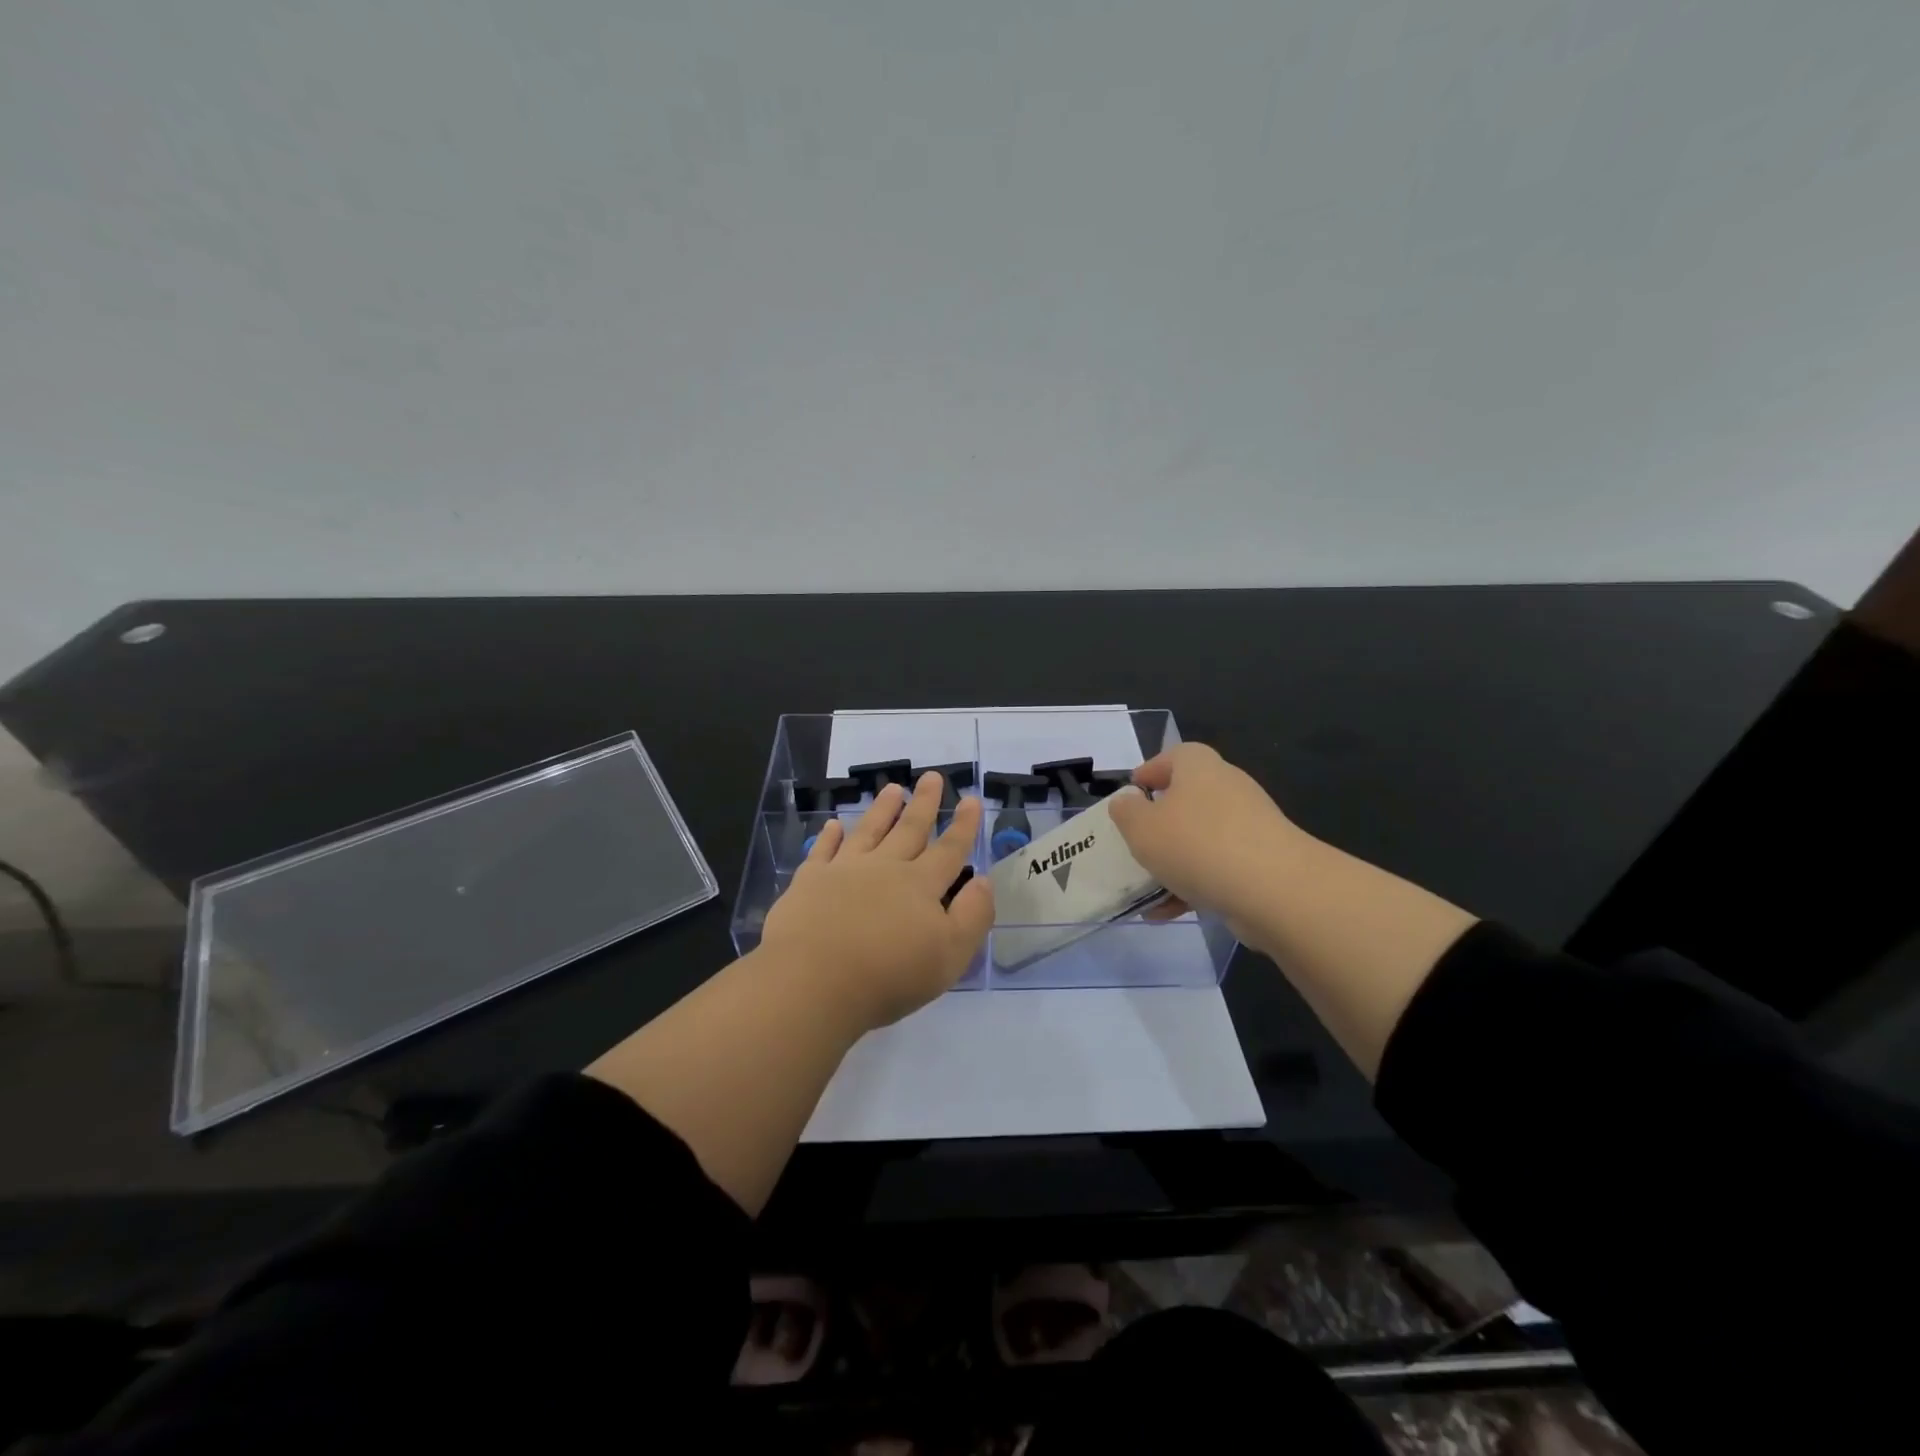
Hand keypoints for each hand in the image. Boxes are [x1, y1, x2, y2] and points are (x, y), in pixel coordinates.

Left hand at [761, 771, 993, 1029]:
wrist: (813, 981)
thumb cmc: (888, 975)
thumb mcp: (950, 955)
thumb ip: (972, 915)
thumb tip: (983, 881)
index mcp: (920, 885)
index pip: (949, 850)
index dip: (963, 826)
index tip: (971, 799)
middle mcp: (884, 868)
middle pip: (909, 830)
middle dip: (924, 803)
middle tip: (932, 776)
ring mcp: (843, 870)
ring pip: (868, 831)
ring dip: (882, 809)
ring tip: (892, 788)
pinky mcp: (809, 882)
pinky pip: (822, 851)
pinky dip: (829, 836)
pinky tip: (832, 825)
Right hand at [1107, 743, 1311, 950]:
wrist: (1275, 890)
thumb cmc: (1197, 845)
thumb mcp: (1142, 828)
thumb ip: (1126, 812)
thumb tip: (1127, 802)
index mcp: (1199, 767)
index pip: (1173, 756)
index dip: (1149, 772)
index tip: (1130, 796)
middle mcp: (1227, 788)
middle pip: (1187, 799)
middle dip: (1159, 824)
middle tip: (1136, 843)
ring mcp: (1250, 826)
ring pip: (1200, 839)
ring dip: (1173, 862)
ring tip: (1146, 889)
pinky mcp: (1263, 861)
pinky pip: (1218, 868)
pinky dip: (1194, 886)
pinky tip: (1168, 912)